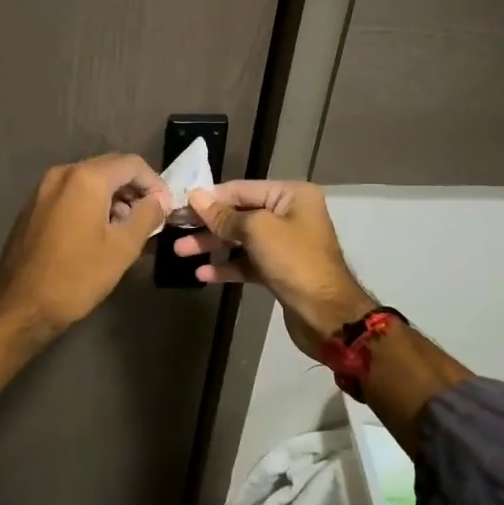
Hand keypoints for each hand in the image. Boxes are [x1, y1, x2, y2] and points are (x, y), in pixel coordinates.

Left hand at [0, 154, 170, 337]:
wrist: (20, 305)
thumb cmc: (76, 276)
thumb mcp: (122, 248)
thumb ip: (147, 216)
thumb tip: (159, 200)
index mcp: (86, 178)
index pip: (132, 164)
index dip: (155, 183)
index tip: (166, 209)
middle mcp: (63, 173)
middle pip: (110, 167)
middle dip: (135, 188)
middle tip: (151, 217)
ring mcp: (44, 188)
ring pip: (90, 180)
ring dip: (114, 197)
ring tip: (128, 228)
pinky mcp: (35, 205)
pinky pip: (72, 193)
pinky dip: (92, 203)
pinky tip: (100, 231)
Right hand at [177, 180, 376, 357]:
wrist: (327, 314)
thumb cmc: (294, 261)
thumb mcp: (257, 231)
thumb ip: (224, 215)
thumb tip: (196, 196)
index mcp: (291, 195)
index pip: (241, 189)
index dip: (210, 198)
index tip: (180, 205)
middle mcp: (290, 214)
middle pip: (239, 214)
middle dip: (208, 224)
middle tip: (176, 230)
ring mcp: (285, 244)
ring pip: (241, 239)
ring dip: (212, 245)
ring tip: (180, 252)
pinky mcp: (279, 270)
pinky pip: (248, 262)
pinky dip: (227, 266)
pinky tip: (203, 274)